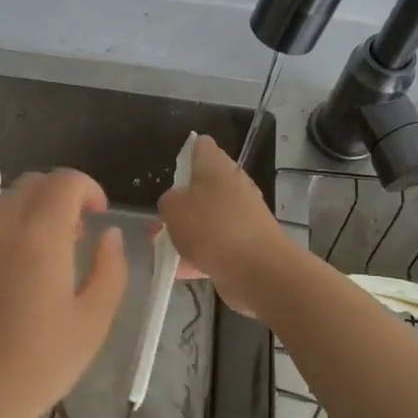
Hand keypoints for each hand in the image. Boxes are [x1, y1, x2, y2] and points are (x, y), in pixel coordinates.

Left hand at [0, 169, 127, 417]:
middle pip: (31, 184)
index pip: (64, 181)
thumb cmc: (41, 364)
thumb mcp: (94, 320)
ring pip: (3, 204)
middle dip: (59, 197)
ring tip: (42, 257)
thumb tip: (109, 235)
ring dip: (30, 213)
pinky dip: (4, 235)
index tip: (99, 215)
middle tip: (75, 236)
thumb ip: (111, 268)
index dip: (88, 188)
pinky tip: (9, 280)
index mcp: (39, 237)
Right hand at [156, 134, 293, 317]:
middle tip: (161, 220)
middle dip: (181, 204)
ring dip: (188, 233)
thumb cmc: (211, 227)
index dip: (184, 153)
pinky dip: (200, 256)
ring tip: (165, 249)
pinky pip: (217, 246)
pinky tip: (181, 271)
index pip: (201, 146)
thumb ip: (168, 201)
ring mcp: (243, 216)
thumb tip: (177, 204)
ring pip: (208, 219)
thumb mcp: (173, 208)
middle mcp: (233, 185)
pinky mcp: (247, 244)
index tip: (170, 172)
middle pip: (203, 187)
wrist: (257, 269)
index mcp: (217, 166)